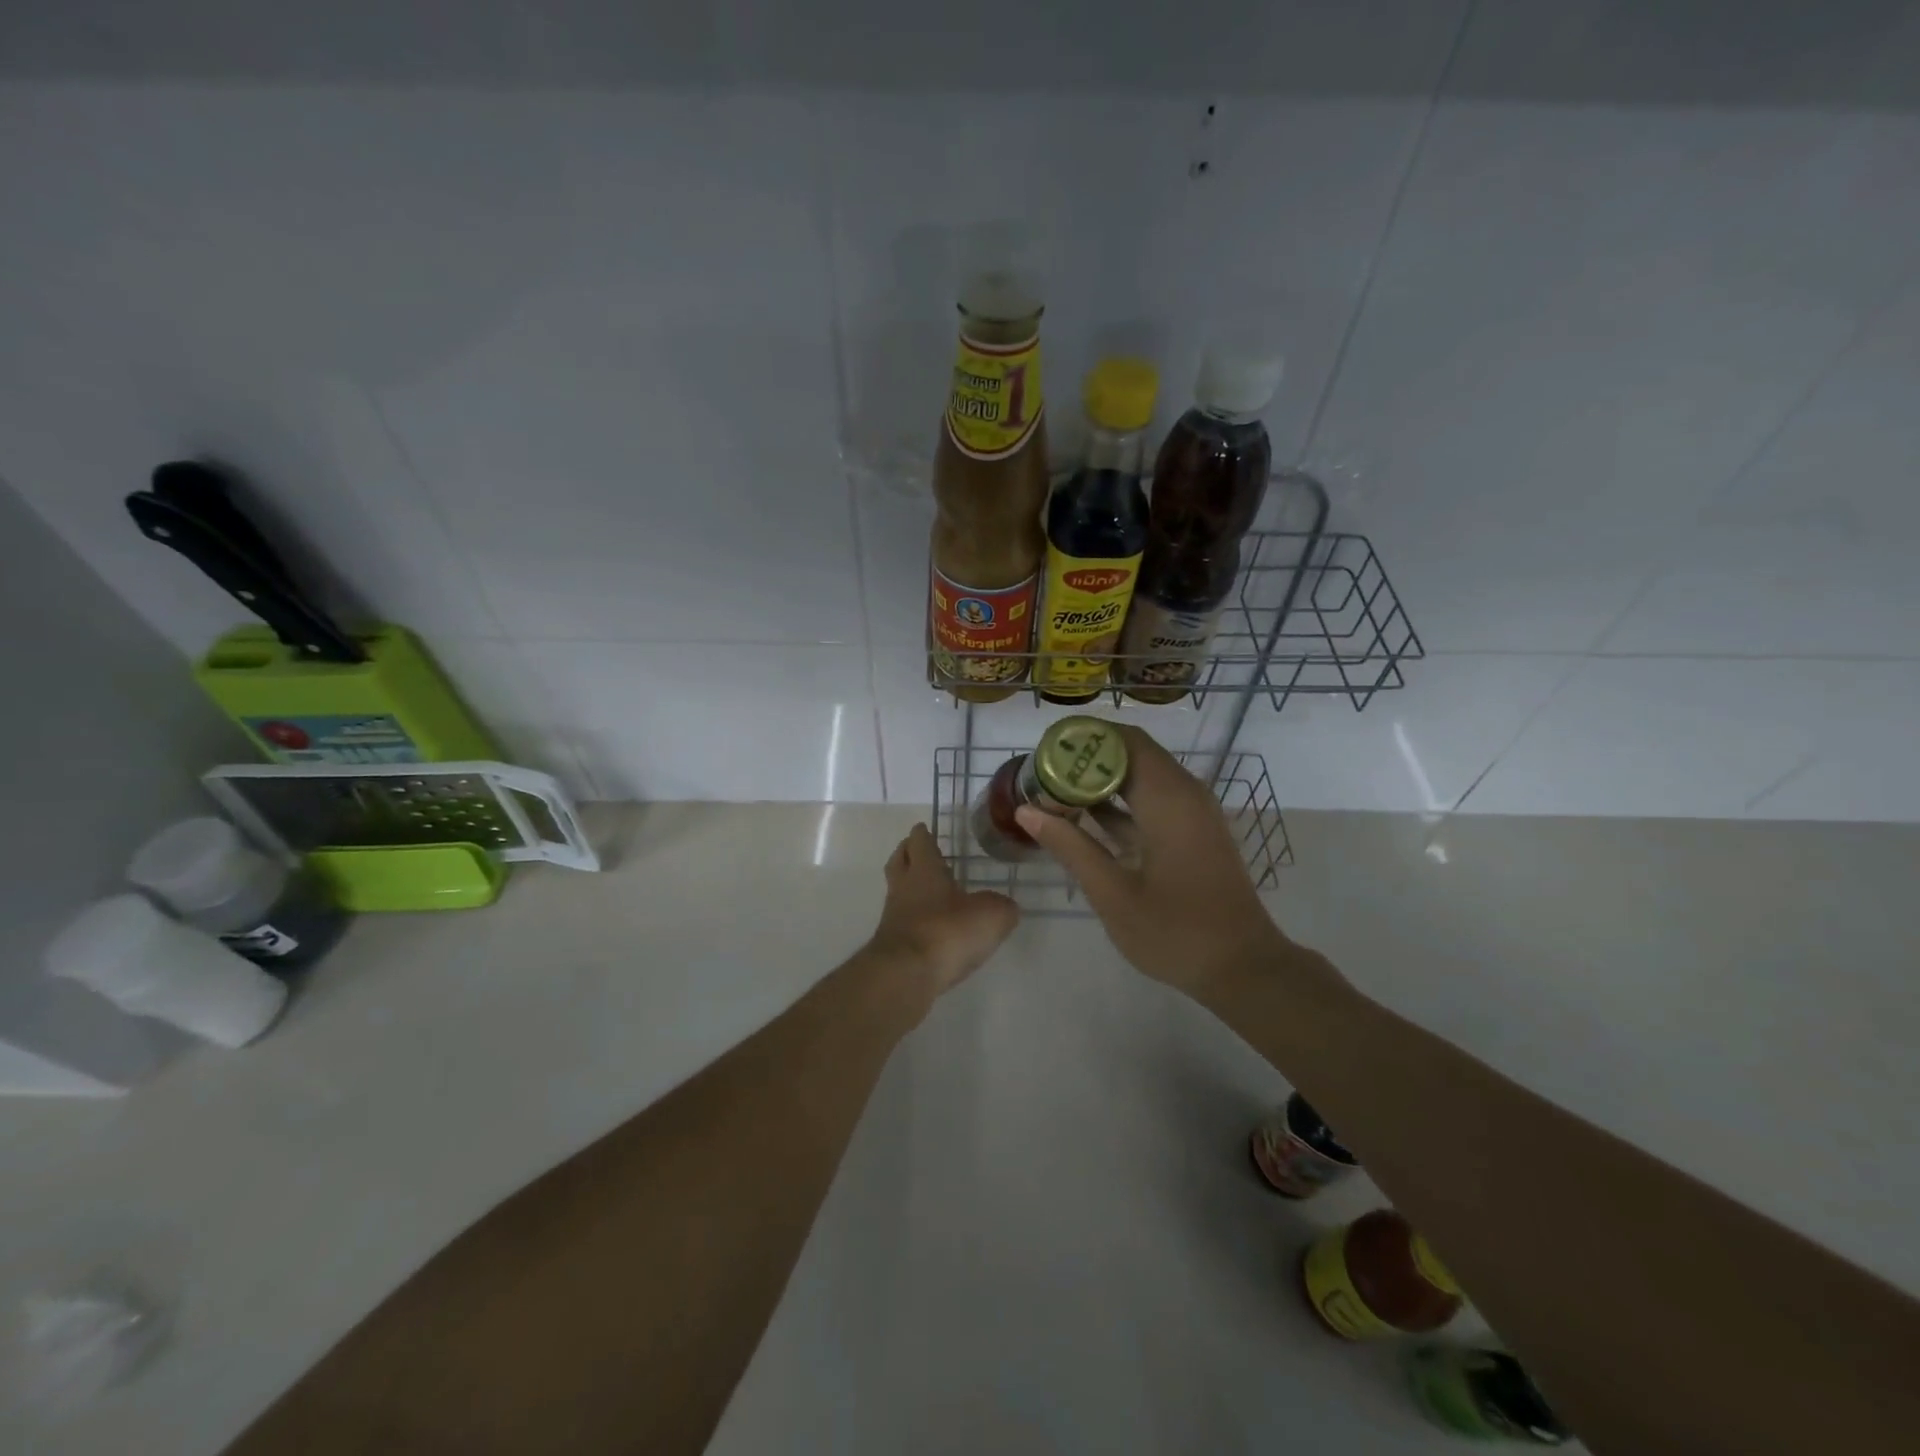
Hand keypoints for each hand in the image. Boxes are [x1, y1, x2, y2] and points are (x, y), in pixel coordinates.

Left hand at [866, 823, 1018, 998]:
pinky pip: (902, 924)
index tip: (923, 828)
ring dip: (908, 889)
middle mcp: (904, 889)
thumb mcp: (991, 915)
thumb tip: (1005, 907)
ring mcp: (893, 919)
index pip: (920, 843)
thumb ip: (1002, 907)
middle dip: (906, 853)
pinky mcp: (891, 947)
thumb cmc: (947, 931)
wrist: (906, 975)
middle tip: (915, 850)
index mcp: (925, 870)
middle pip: (898, 862)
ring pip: (897, 893)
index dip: (922, 834)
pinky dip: (913, 921)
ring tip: (927, 893)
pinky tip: (930, 929)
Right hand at [1014, 724, 1285, 995]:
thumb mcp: (1113, 894)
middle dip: (1085, 760)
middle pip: (1130, 753)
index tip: (1043, 754)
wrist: (1244, 968)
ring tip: (1054, 793)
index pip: (1123, 741)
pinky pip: (1152, 799)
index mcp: (1168, 799)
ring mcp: (1193, 812)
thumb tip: (1027, 811)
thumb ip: (1070, 847)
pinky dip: (1119, 802)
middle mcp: (1185, 793)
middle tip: (1041, 775)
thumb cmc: (1176, 933)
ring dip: (1100, 781)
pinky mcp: (1193, 831)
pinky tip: (1084, 820)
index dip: (1082, 739)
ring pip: (1141, 776)